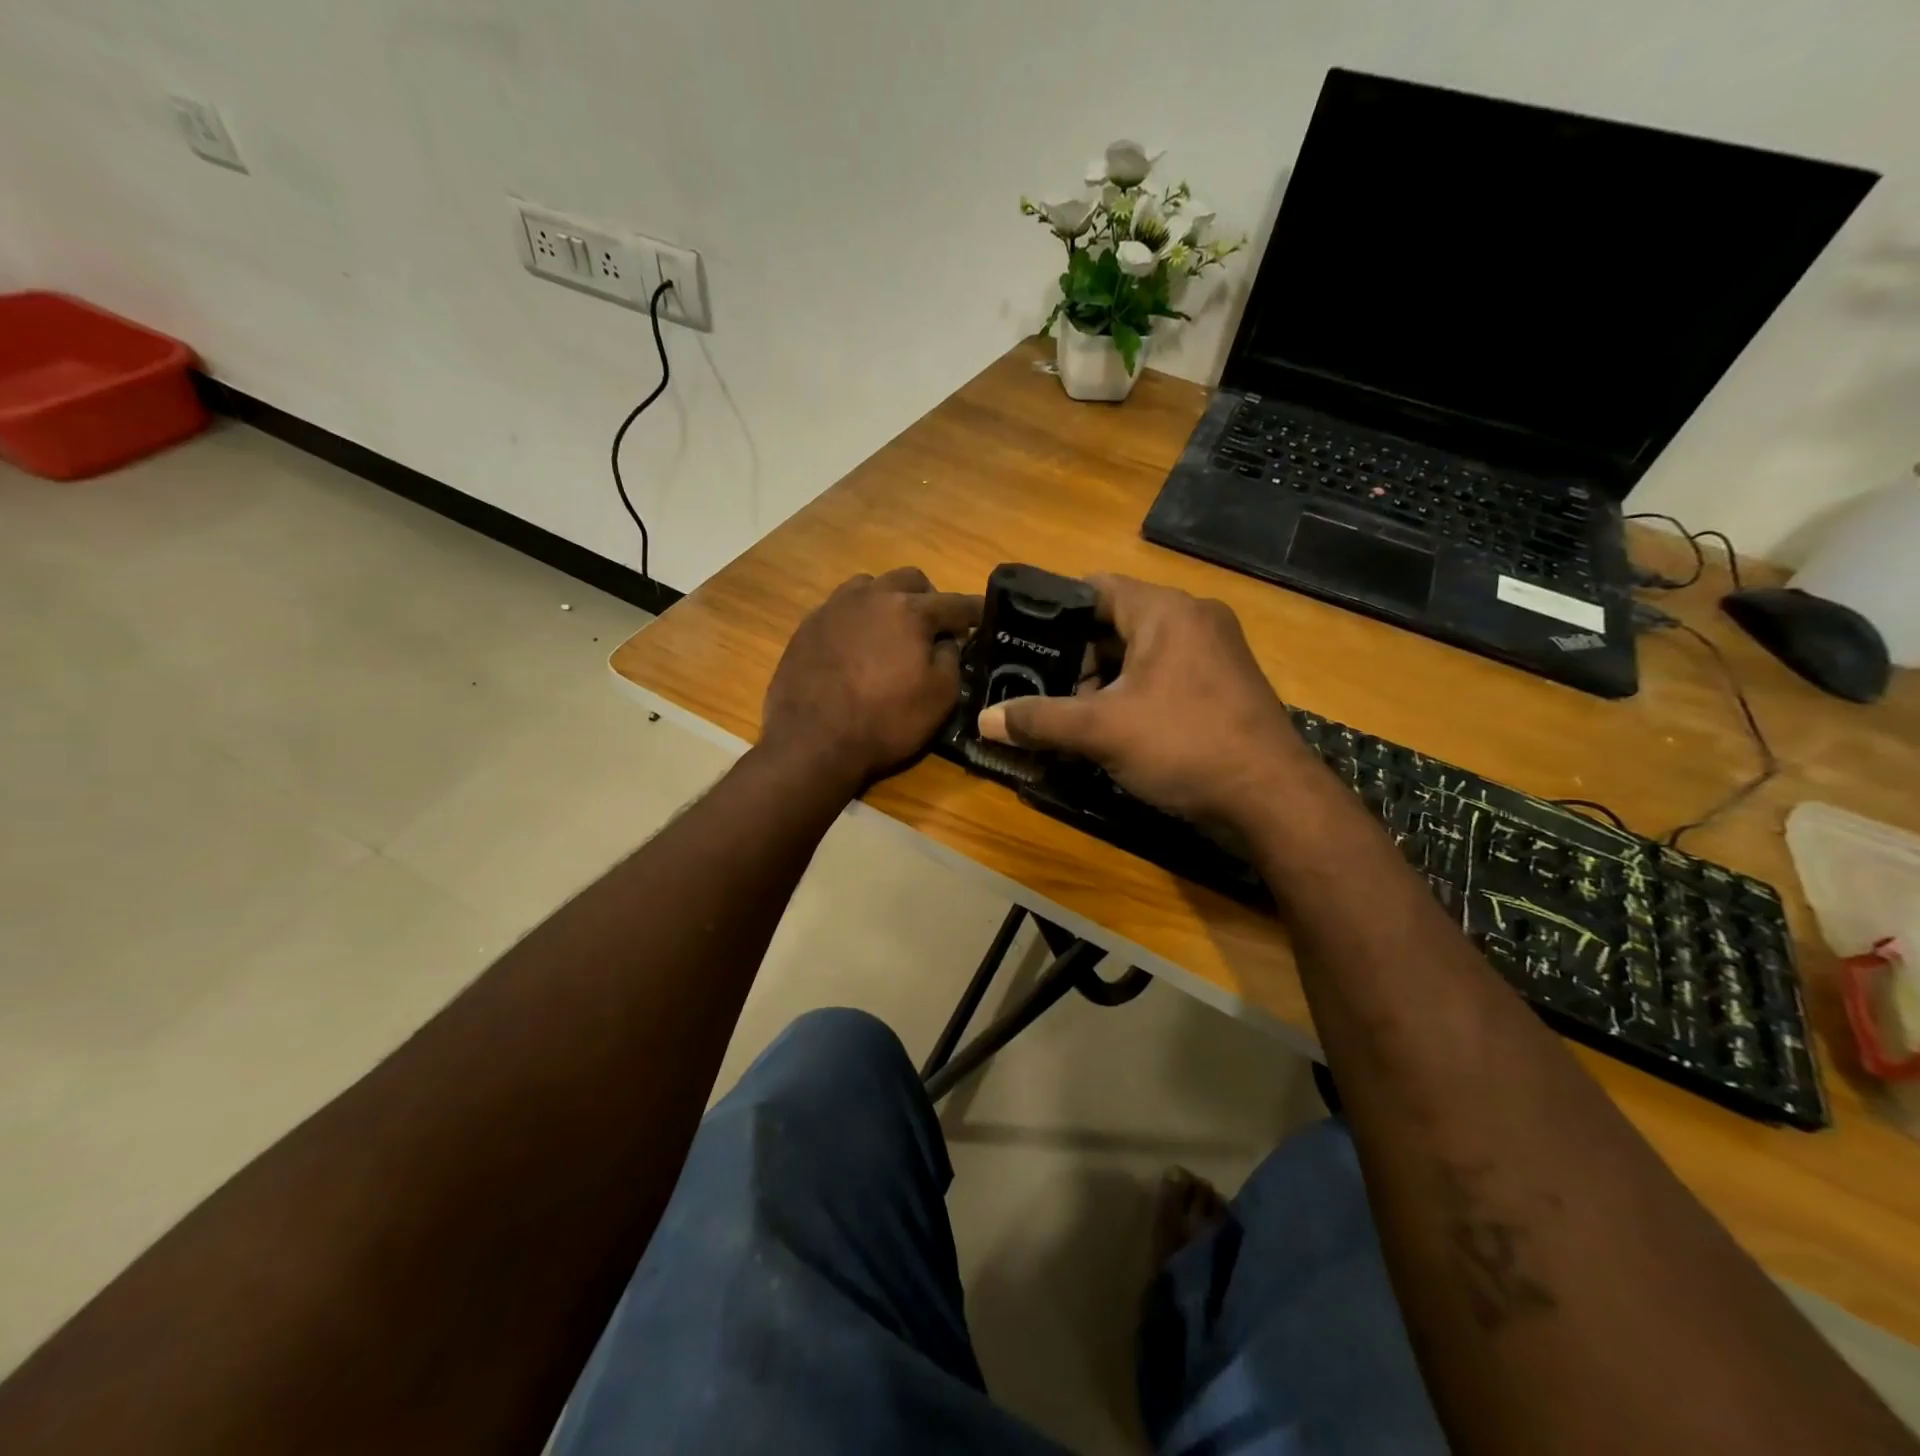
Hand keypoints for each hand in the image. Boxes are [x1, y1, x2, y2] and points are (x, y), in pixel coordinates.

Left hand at [762, 567, 981, 788]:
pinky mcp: (807, 626)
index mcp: (909, 610)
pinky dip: (857, 618)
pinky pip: (840, 608)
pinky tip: (855, 645)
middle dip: (929, 597)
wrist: (812, 742)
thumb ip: (951, 658)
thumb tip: (947, 641)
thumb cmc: (885, 721)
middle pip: (909, 579)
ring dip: (888, 600)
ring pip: (870, 586)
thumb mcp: (939, 697)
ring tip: (890, 630)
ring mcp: (834, 608)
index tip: (983, 616)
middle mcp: (871, 596)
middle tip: (933, 626)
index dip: (973, 611)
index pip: (953, 602)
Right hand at [976, 574, 1316, 827]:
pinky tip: (1110, 726)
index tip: (1020, 637)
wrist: (1272, 799)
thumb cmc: (1184, 745)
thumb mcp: (1101, 731)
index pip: (1095, 587)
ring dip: (1103, 679)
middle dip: (1076, 655)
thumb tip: (982, 720)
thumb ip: (1038, 719)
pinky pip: (1164, 675)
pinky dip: (1133, 692)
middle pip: (1116, 622)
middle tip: (1038, 684)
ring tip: (1067, 711)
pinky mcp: (1223, 685)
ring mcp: (1215, 652)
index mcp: (1165, 610)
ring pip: (1140, 652)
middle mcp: (1194, 619)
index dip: (1053, 610)